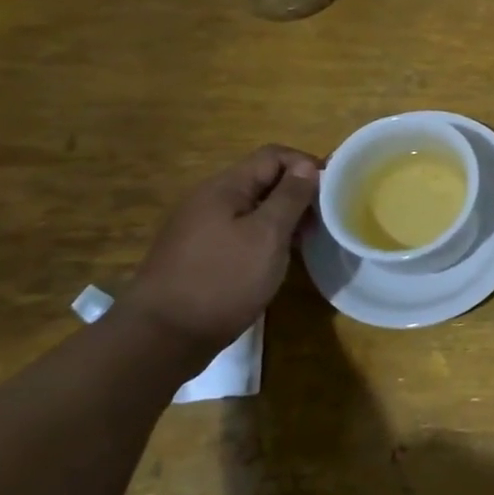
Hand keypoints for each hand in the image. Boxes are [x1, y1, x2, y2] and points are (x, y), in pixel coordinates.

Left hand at [124, 145, 320, 361]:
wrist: (161, 338)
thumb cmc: (222, 280)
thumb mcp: (267, 235)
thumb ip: (290, 197)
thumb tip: (306, 166)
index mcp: (224, 187)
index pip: (274, 155)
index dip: (306, 165)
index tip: (332, 191)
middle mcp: (209, 200)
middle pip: (262, 179)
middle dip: (297, 193)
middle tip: (322, 220)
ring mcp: (201, 228)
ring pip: (252, 208)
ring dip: (282, 217)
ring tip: (304, 241)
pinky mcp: (200, 255)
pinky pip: (240, 231)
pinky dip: (264, 236)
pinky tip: (276, 259)